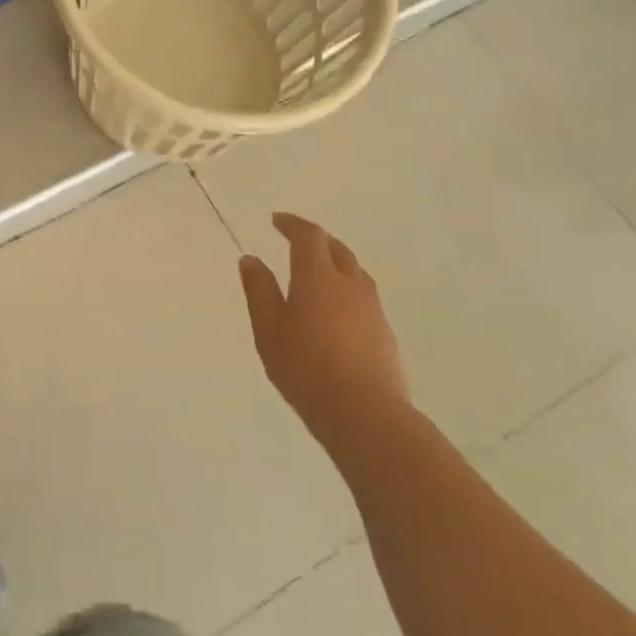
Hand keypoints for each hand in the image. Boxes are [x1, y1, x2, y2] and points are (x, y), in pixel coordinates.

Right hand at [239, 214, 409, 446]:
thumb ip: (259, 291)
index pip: (308, 236)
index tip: (276, 220)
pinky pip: (363, 296)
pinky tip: (335, 310)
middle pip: (336, 248)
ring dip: (334, 263)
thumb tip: (251, 259)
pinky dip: (345, 289)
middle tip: (295, 241)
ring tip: (315, 273)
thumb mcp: (268, 329)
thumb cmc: (306, 368)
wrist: (366, 415)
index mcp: (318, 277)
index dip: (292, 224)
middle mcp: (350, 284)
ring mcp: (372, 308)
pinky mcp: (385, 333)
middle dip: (315, 239)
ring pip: (354, 272)